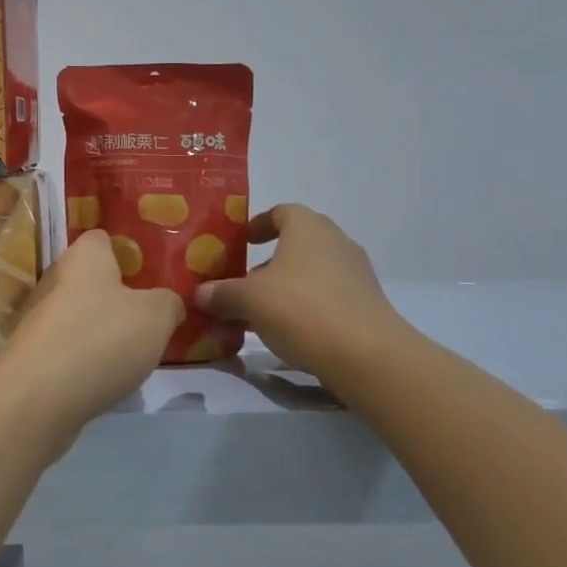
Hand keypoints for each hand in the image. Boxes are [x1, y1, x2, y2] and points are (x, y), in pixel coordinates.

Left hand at [0, 230, 182, 438]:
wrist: (38, 399)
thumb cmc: (101, 339)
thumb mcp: (156, 316)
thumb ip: (169, 302)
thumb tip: (168, 303)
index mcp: (83, 257)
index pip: (102, 238)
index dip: (127, 250)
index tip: (152, 270)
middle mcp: (55, 279)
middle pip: (91, 279)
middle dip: (117, 295)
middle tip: (151, 314)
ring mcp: (38, 319)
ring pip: (79, 316)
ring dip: (102, 330)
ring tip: (135, 352)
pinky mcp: (32, 357)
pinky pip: (68, 349)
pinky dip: (87, 360)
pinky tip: (108, 379)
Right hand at [195, 204, 402, 379]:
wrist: (366, 355)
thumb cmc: (301, 309)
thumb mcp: (249, 300)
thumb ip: (222, 293)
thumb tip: (200, 293)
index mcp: (308, 227)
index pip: (281, 212)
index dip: (259, 224)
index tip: (241, 241)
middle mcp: (336, 241)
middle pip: (297, 243)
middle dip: (269, 260)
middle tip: (243, 281)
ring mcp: (356, 273)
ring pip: (311, 272)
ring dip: (286, 286)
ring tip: (261, 312)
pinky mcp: (365, 304)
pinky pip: (327, 296)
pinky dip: (306, 306)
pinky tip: (289, 331)